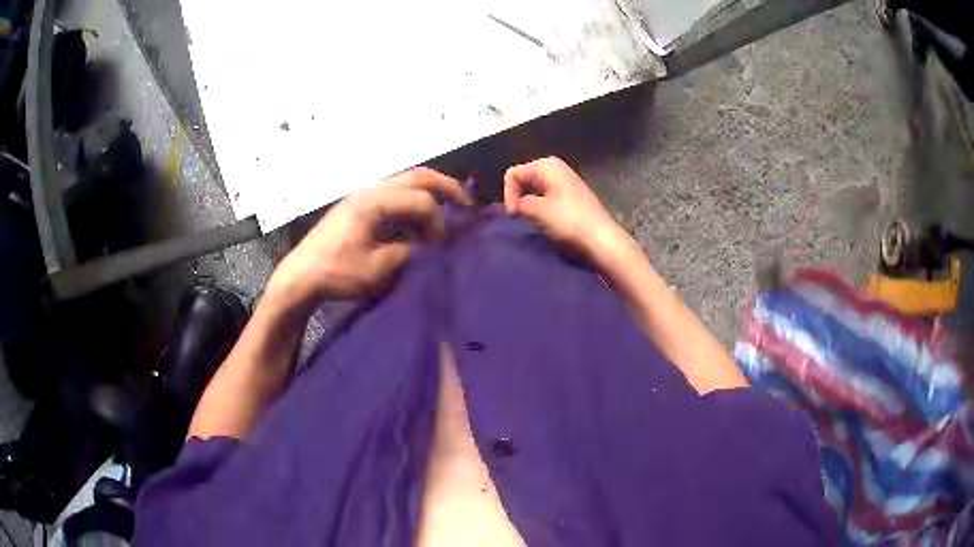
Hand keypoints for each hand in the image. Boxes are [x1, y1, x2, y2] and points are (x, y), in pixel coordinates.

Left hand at [269, 168, 468, 305]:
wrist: (300, 275)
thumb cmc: (336, 273)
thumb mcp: (376, 270)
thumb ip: (406, 251)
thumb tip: (423, 244)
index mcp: (374, 203)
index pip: (420, 200)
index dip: (439, 220)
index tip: (444, 243)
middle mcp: (370, 191)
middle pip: (415, 176)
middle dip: (445, 186)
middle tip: (466, 202)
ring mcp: (361, 196)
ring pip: (403, 181)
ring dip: (427, 191)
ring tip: (446, 207)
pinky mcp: (356, 206)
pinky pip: (391, 193)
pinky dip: (411, 200)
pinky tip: (416, 219)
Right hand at [504, 157, 628, 260]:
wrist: (601, 239)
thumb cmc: (568, 221)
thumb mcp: (537, 211)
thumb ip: (521, 203)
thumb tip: (520, 205)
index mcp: (546, 165)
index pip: (513, 174)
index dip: (509, 195)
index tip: (515, 215)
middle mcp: (556, 167)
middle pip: (525, 179)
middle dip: (519, 198)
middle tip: (522, 219)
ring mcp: (567, 181)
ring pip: (536, 190)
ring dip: (532, 205)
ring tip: (535, 222)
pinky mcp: (574, 196)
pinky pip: (549, 197)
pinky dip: (544, 208)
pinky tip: (549, 222)